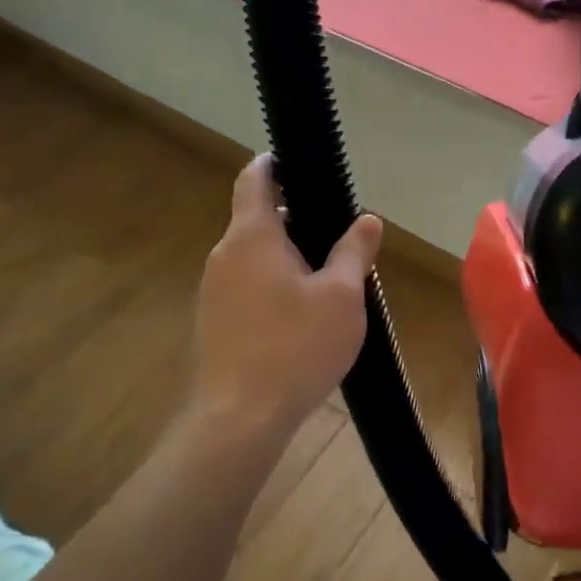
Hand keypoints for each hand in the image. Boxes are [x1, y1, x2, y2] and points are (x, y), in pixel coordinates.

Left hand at [192, 155, 382, 435]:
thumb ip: (353, 252)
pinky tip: (298, 315)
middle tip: (334, 233)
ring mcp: (213, 290)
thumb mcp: (341, 296)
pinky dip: (270, 284)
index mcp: (252, 237)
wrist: (240, 418)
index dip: (273, 164)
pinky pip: (244, 286)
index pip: (254, 179)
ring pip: (251, 256)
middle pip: (256, 219)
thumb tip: (367, 219)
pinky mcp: (213, 322)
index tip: (297, 162)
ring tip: (324, 277)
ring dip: (283, 256)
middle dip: (292, 219)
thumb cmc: (296, 346)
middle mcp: (224, 255)